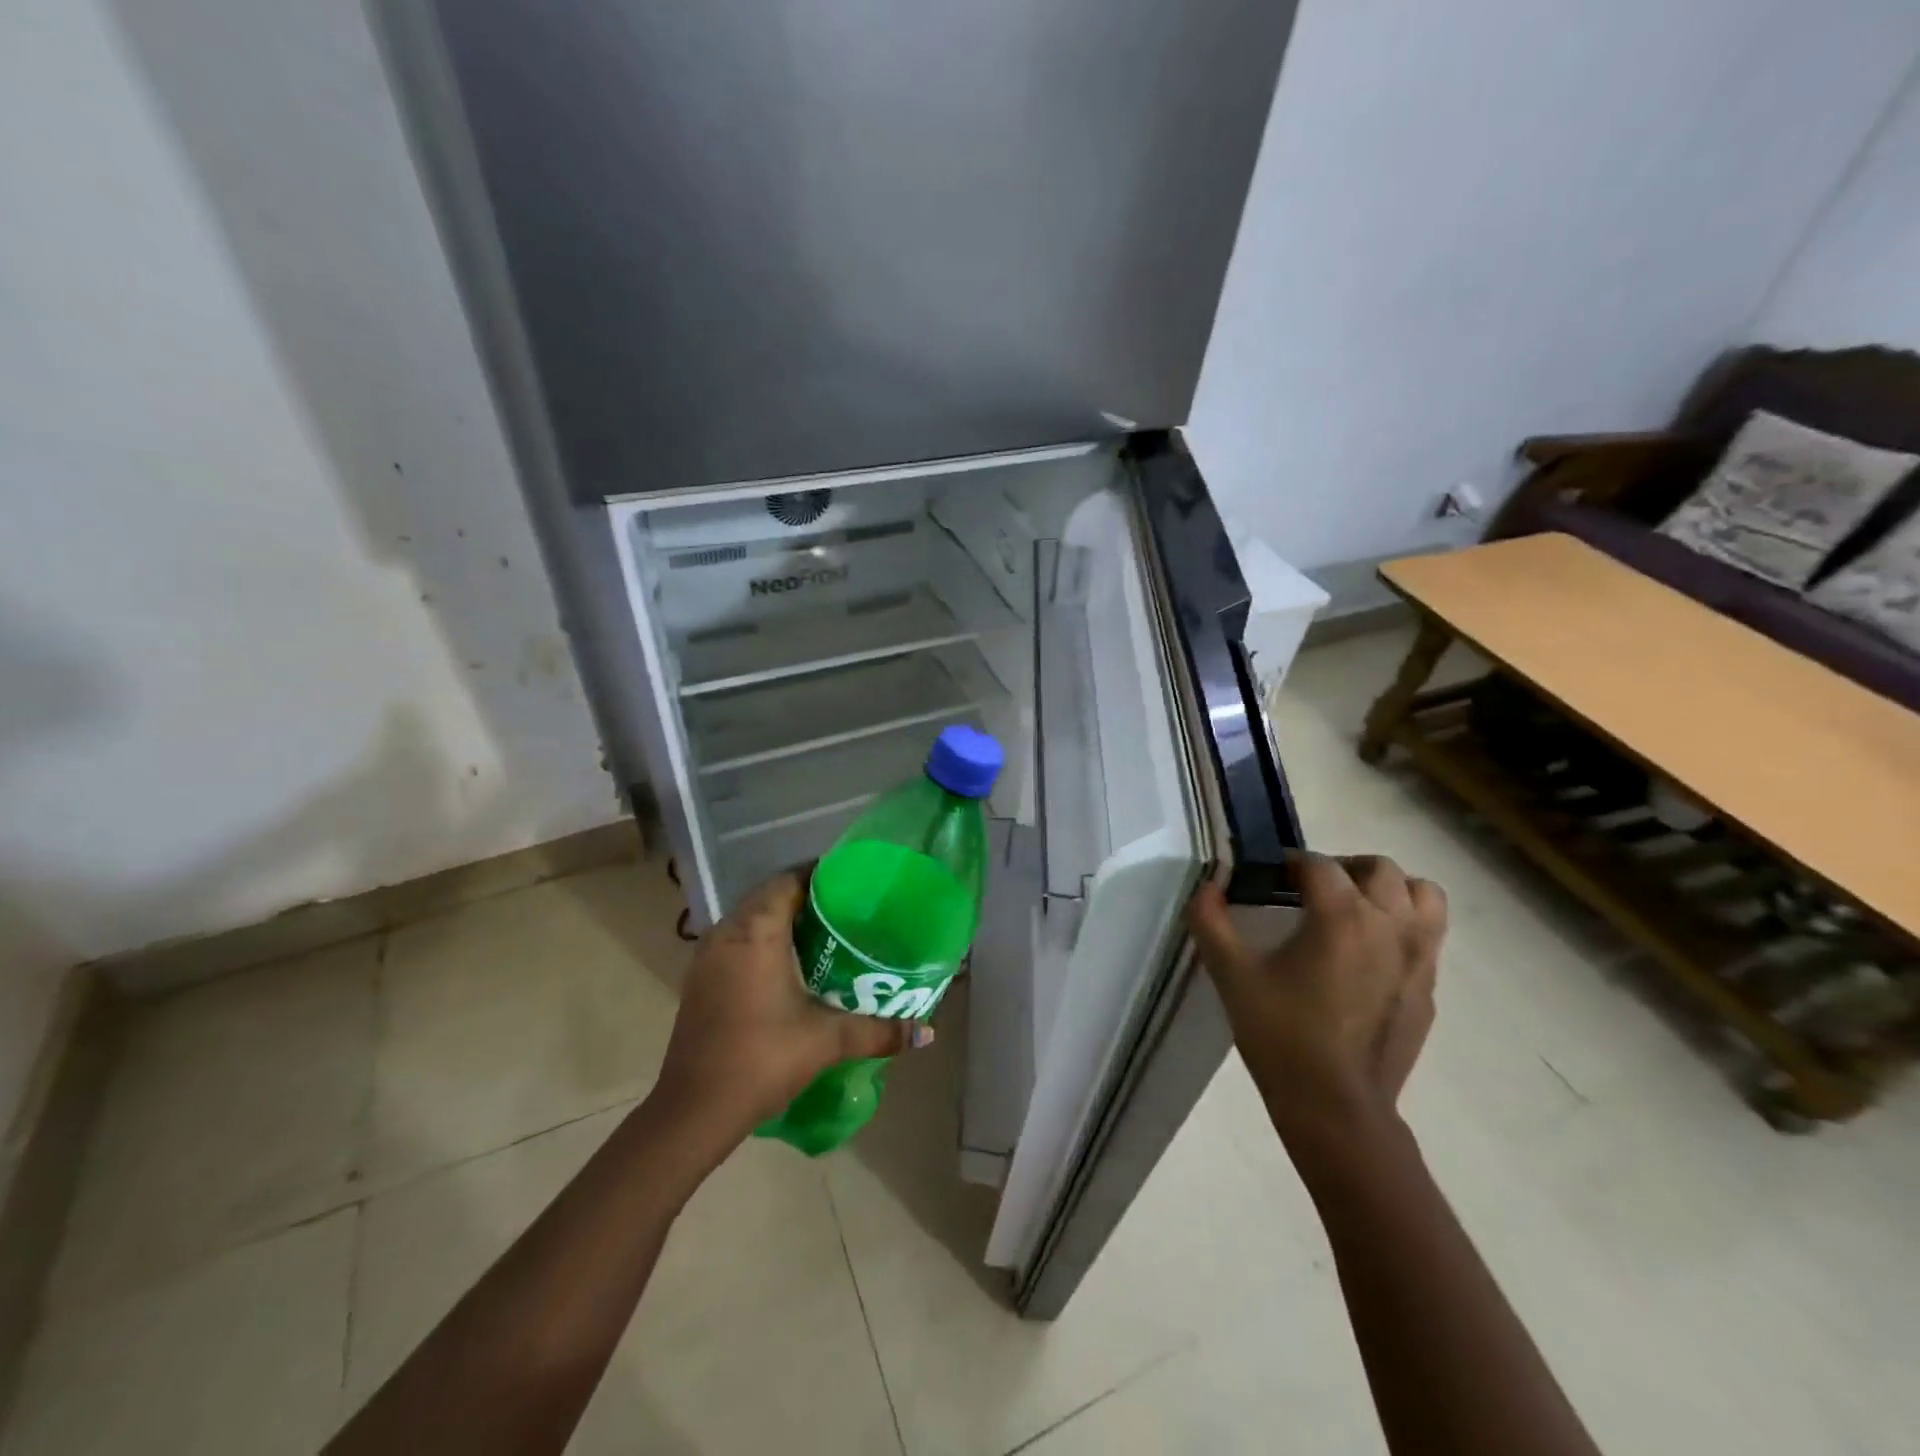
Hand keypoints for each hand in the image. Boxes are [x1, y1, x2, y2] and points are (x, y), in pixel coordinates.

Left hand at [653, 870, 932, 1141]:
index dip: (820, 876)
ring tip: (824, 934)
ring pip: (750, 919)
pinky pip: (736, 941)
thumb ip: (878, 1031)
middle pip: (770, 896)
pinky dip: (762, 941)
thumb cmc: (761, 1059)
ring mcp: (707, 956)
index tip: (854, 885)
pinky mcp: (700, 979)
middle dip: (807, 899)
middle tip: (847, 910)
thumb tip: (926, 1031)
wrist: (693, 1111)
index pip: (789, 881)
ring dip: (782, 920)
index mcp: (756, 931)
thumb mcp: (826, 1040)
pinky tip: (788, 965)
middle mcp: (727, 932)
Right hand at [1188, 854, 1444, 1147]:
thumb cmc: (1280, 1034)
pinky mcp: (1428, 988)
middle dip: (1342, 869)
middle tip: (1309, 892)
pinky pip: (1428, 936)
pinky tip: (1367, 956)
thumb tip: (1209, 884)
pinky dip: (1402, 928)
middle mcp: (1390, 925)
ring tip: (1354, 910)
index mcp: (1342, 915)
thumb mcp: (1231, 973)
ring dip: (1388, 891)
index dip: (1288, 864)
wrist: (1336, 1107)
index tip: (1267, 880)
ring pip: (1422, 895)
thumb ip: (1210, 919)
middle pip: (1379, 869)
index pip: (1317, 864)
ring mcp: (1419, 958)